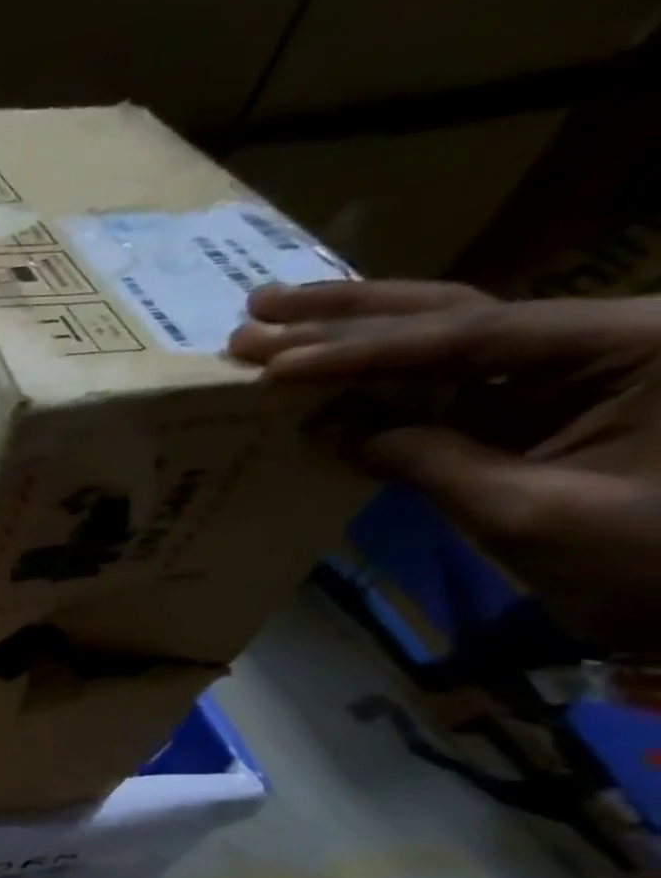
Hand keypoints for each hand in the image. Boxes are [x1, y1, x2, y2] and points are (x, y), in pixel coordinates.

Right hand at [230, 280, 660, 651]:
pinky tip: (316, 367)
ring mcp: (564, 372)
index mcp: (633, 344)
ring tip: (268, 320)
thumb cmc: (651, 565)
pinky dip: (372, 379)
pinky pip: (443, 383)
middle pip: (452, 314)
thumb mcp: (532, 516)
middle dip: (347, 317)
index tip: (277, 366)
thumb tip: (333, 430)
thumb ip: (430, 462)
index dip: (364, 353)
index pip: (470, 338)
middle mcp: (599, 337)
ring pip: (442, 337)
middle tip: (256, 313)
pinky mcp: (532, 408)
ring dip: (351, 332)